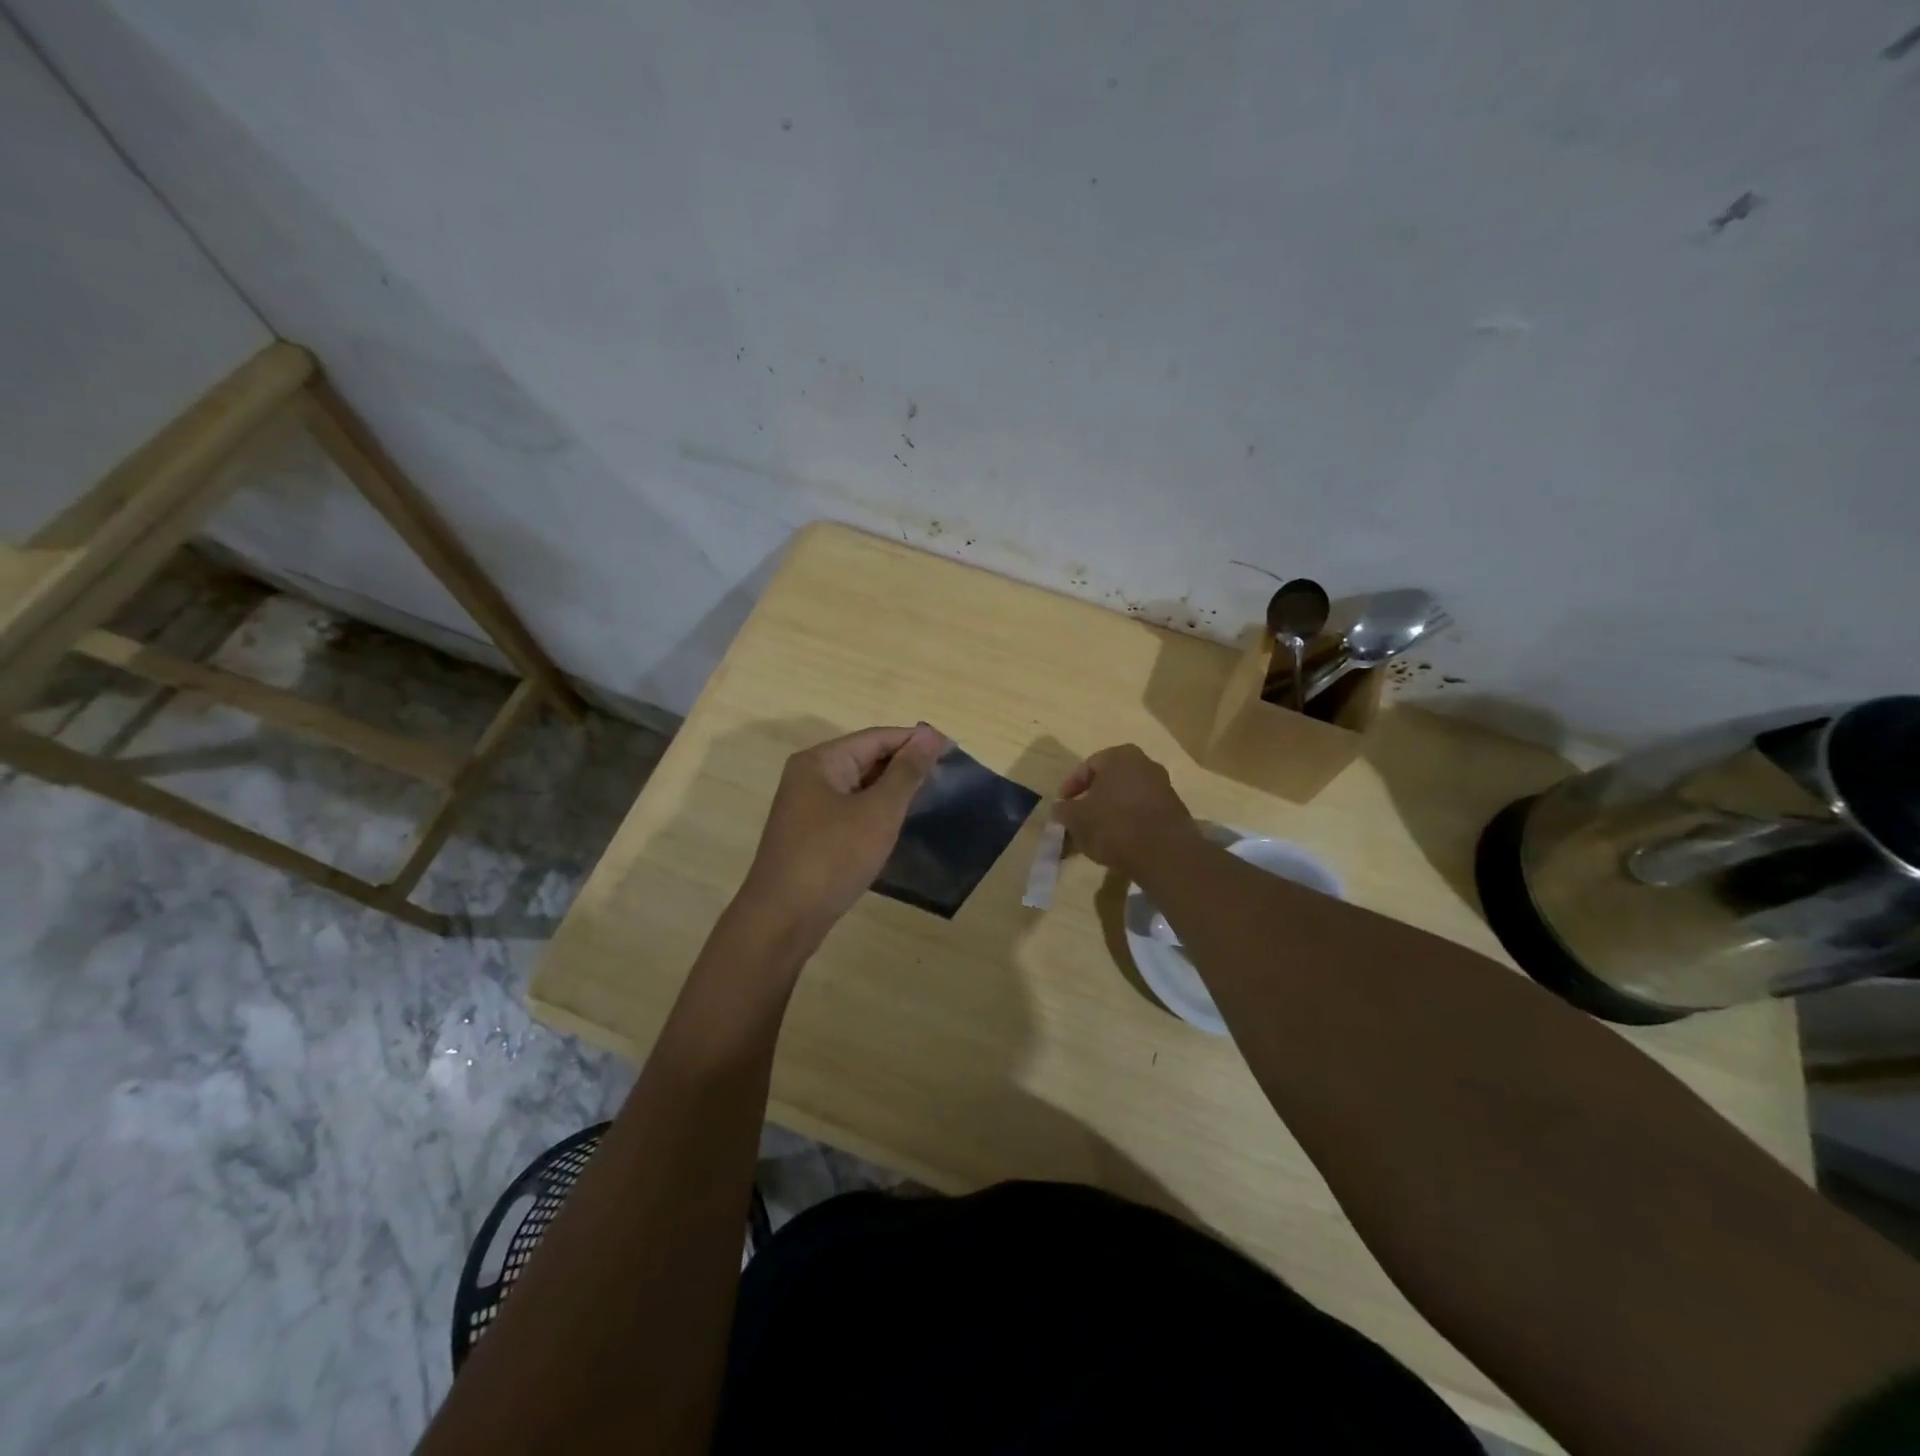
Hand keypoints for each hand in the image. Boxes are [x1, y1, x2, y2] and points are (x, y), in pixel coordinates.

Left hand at [736, 723, 947, 941]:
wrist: (783, 919)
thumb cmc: (833, 857)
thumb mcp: (878, 811)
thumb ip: (906, 771)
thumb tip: (929, 735)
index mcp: (820, 761)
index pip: (876, 738)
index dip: (915, 741)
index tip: (953, 750)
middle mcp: (809, 777)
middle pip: (865, 759)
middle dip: (904, 765)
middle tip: (947, 776)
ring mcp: (807, 808)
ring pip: (859, 787)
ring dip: (892, 790)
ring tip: (931, 797)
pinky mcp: (811, 835)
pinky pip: (851, 811)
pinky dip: (876, 812)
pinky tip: (898, 823)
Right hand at [1054, 744, 1198, 878]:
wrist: (1164, 853)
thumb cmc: (1113, 824)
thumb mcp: (1076, 818)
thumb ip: (1064, 810)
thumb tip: (1061, 809)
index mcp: (1120, 756)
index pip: (1087, 766)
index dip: (1070, 787)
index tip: (1062, 807)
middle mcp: (1145, 764)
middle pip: (1109, 782)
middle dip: (1091, 801)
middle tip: (1077, 820)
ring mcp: (1163, 787)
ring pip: (1125, 798)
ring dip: (1109, 814)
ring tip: (1095, 836)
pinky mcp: (1174, 812)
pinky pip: (1142, 813)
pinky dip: (1128, 824)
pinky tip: (1117, 843)